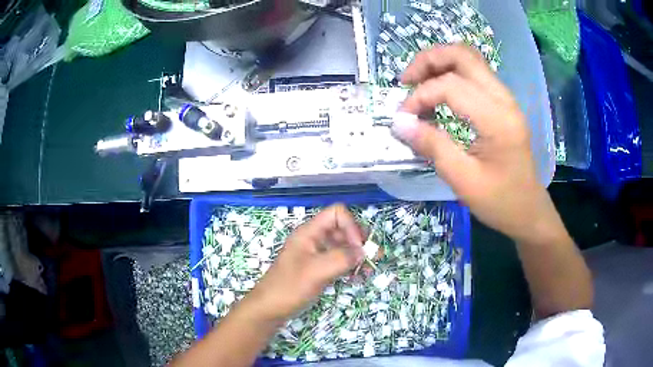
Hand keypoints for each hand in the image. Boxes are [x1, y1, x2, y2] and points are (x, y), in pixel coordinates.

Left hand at [245, 204, 364, 320]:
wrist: (270, 309)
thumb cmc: (289, 287)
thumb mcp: (316, 271)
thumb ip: (342, 258)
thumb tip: (364, 251)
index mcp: (309, 232)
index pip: (337, 214)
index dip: (351, 226)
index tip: (359, 248)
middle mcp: (314, 239)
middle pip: (343, 229)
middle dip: (359, 242)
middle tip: (371, 259)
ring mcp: (316, 254)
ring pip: (343, 246)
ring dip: (357, 256)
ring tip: (368, 272)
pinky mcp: (318, 268)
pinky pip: (339, 261)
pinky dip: (350, 267)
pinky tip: (357, 278)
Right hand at [392, 44, 561, 242]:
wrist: (528, 211)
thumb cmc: (500, 201)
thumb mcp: (463, 181)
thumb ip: (432, 147)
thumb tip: (399, 123)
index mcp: (497, 119)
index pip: (451, 86)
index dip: (420, 97)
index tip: (403, 120)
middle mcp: (504, 99)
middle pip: (462, 54)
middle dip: (428, 60)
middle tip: (406, 81)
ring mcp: (505, 98)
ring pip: (469, 58)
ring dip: (439, 63)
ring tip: (418, 84)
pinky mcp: (503, 103)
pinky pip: (475, 73)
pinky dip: (451, 74)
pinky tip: (439, 93)